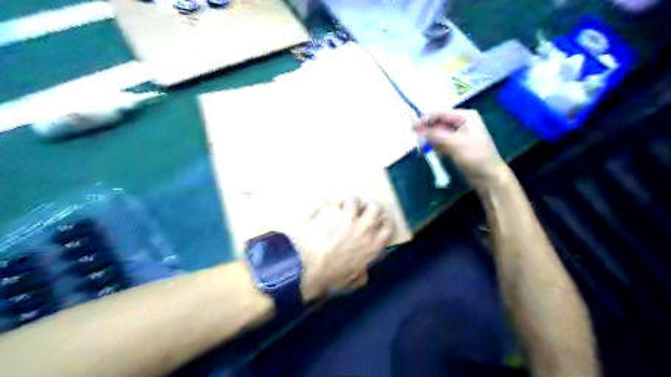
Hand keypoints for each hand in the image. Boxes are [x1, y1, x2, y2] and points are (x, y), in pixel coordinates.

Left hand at [292, 197, 393, 300]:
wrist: (308, 267)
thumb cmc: (330, 277)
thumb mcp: (351, 282)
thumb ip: (361, 276)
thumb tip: (365, 273)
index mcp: (372, 246)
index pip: (388, 227)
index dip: (385, 221)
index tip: (379, 220)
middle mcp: (364, 228)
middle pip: (375, 207)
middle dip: (369, 206)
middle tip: (362, 209)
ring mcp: (347, 217)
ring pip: (355, 199)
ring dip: (349, 201)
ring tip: (342, 205)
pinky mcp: (331, 210)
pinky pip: (333, 198)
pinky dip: (329, 199)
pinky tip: (326, 202)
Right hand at [415, 110, 508, 188]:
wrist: (488, 177)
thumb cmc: (475, 157)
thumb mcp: (454, 144)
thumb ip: (435, 135)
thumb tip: (418, 130)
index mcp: (465, 117)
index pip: (440, 114)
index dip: (425, 120)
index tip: (412, 128)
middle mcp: (462, 123)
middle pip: (438, 123)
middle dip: (427, 131)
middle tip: (416, 141)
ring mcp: (460, 135)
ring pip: (438, 134)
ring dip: (429, 140)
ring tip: (422, 149)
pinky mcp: (457, 146)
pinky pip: (442, 143)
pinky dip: (435, 147)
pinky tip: (429, 153)